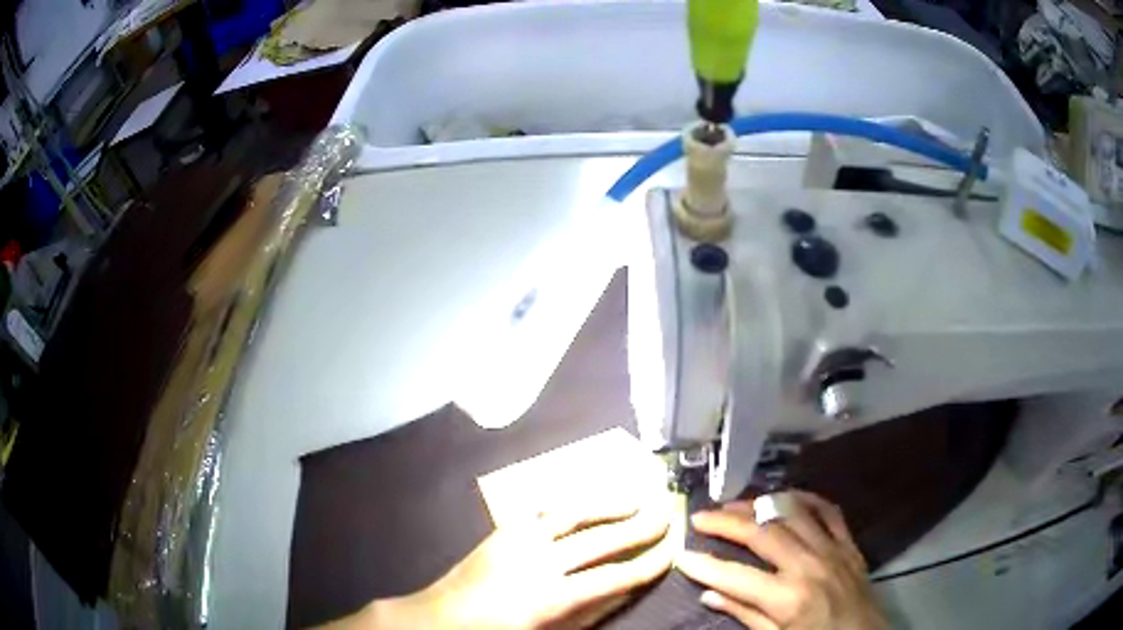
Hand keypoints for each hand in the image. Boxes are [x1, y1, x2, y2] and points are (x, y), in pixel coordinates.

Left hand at [328, 498, 674, 629]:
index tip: (673, 549)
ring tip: (634, 499)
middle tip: (666, 513)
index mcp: (552, 596)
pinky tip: (584, 505)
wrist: (441, 617)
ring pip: (573, 514)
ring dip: (607, 505)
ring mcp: (519, 541)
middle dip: (639, 526)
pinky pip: (543, 510)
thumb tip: (623, 587)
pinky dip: (571, 505)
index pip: (614, 576)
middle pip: (601, 539)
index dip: (648, 563)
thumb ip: (589, 610)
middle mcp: (540, 562)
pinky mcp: (503, 530)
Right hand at [677, 491, 886, 629]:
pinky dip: (806, 499)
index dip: (705, 565)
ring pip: (792, 514)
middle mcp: (809, 566)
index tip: (681, 555)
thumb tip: (709, 594)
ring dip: (760, 505)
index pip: (736, 576)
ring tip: (734, 503)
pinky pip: (828, 511)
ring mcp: (832, 550)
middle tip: (700, 517)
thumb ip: (744, 615)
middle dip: (726, 523)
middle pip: (762, 534)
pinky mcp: (848, 543)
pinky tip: (786, 496)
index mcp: (788, 598)